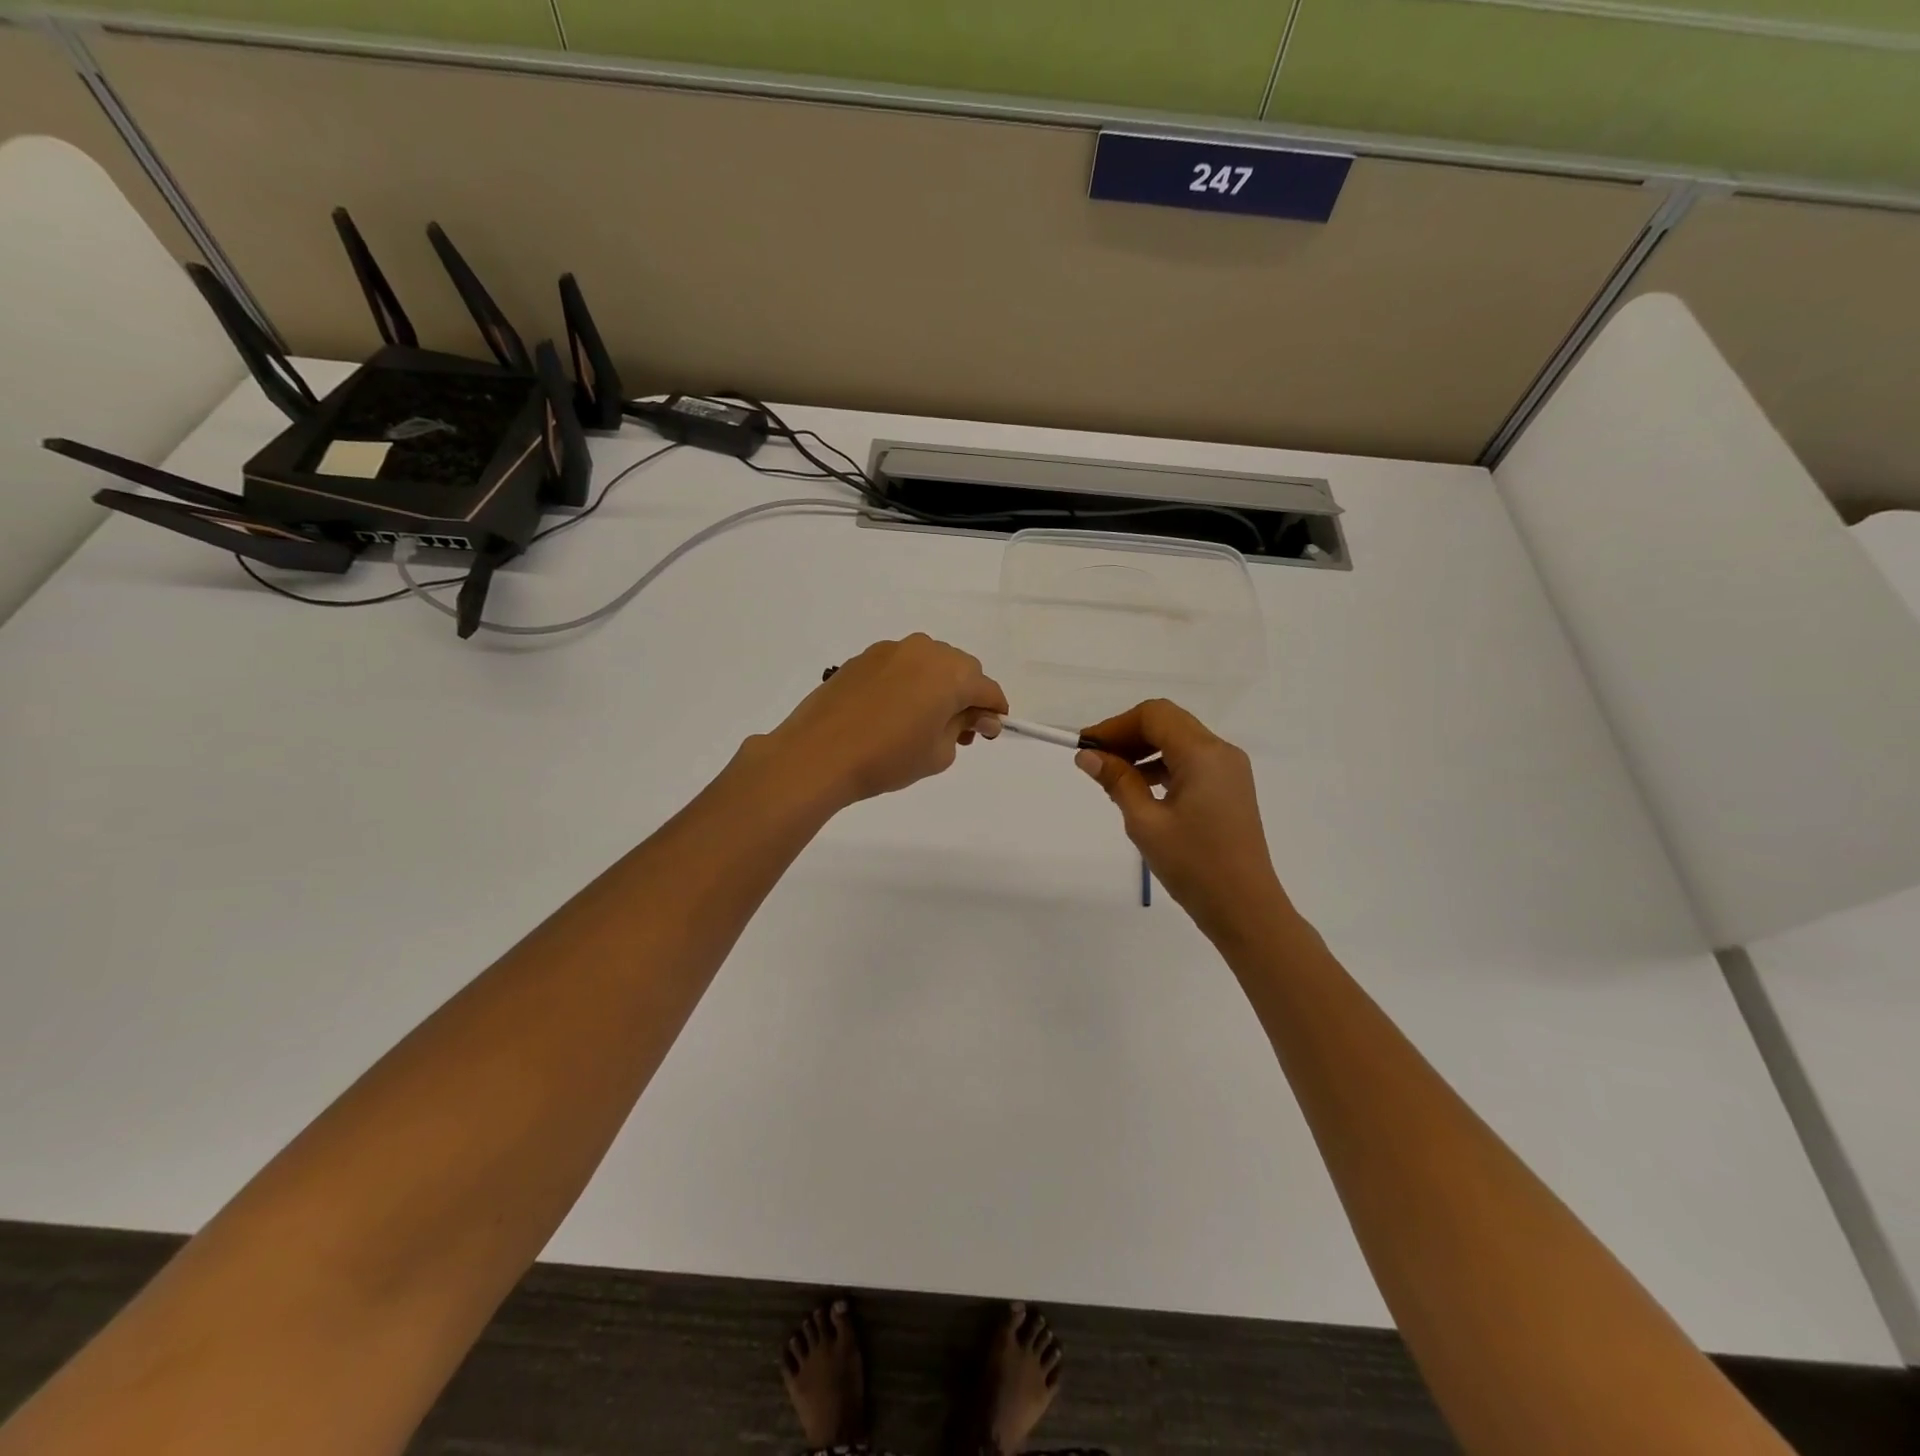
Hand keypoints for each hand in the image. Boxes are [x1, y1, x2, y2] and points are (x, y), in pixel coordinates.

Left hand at [766, 635, 1008, 808]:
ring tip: (922, 721)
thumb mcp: (938, 752)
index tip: (988, 734)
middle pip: (961, 669)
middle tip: (956, 732)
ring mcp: (892, 650)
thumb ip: (964, 727)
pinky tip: (893, 711)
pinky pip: (901, 665)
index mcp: (951, 673)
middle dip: (966, 697)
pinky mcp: (864, 657)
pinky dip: (908, 683)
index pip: (987, 689)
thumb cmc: (888, 758)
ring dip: (936, 686)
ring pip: (929, 663)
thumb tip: (977, 716)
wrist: (819, 753)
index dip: (994, 712)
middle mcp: (925, 651)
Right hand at [1075, 699, 1289, 941]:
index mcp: (1203, 754)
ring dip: (1144, 750)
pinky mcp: (1230, 788)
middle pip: (1167, 723)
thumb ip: (1117, 781)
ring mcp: (1229, 770)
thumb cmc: (1193, 865)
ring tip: (1112, 778)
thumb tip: (1087, 756)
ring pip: (1179, 741)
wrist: (1245, 908)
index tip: (1087, 748)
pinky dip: (1162, 766)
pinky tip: (1139, 789)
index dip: (1116, 725)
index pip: (1154, 715)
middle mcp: (1221, 752)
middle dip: (1128, 735)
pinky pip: (1191, 762)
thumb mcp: (1146, 822)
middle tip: (1095, 761)